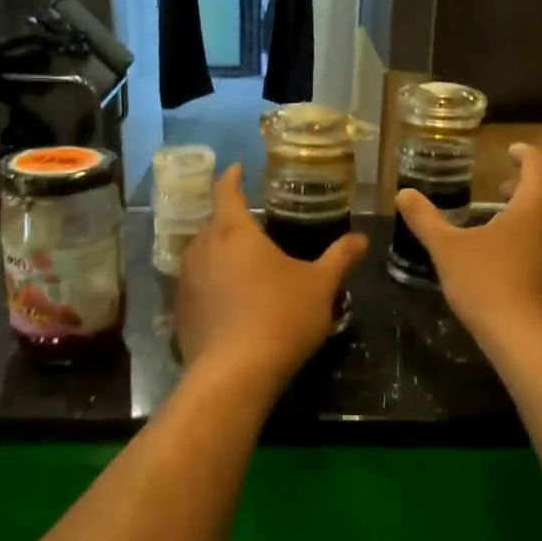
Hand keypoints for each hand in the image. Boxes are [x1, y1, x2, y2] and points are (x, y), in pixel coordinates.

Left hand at [175, 166, 367, 384]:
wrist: (234, 373)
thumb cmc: (280, 316)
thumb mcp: (320, 285)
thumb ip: (340, 258)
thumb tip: (361, 239)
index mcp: (234, 232)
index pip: (227, 191)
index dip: (231, 177)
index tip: (236, 167)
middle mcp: (202, 249)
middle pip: (211, 223)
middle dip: (228, 220)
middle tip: (251, 224)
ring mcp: (186, 282)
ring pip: (200, 255)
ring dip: (216, 253)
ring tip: (239, 261)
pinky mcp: (180, 313)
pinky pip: (195, 286)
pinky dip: (210, 285)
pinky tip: (227, 301)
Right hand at [395, 142, 541, 350]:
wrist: (534, 343)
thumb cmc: (489, 285)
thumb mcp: (448, 249)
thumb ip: (425, 219)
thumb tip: (403, 193)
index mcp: (539, 201)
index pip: (538, 162)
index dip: (523, 154)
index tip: (511, 152)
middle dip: (530, 185)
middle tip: (505, 190)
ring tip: (516, 226)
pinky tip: (532, 262)